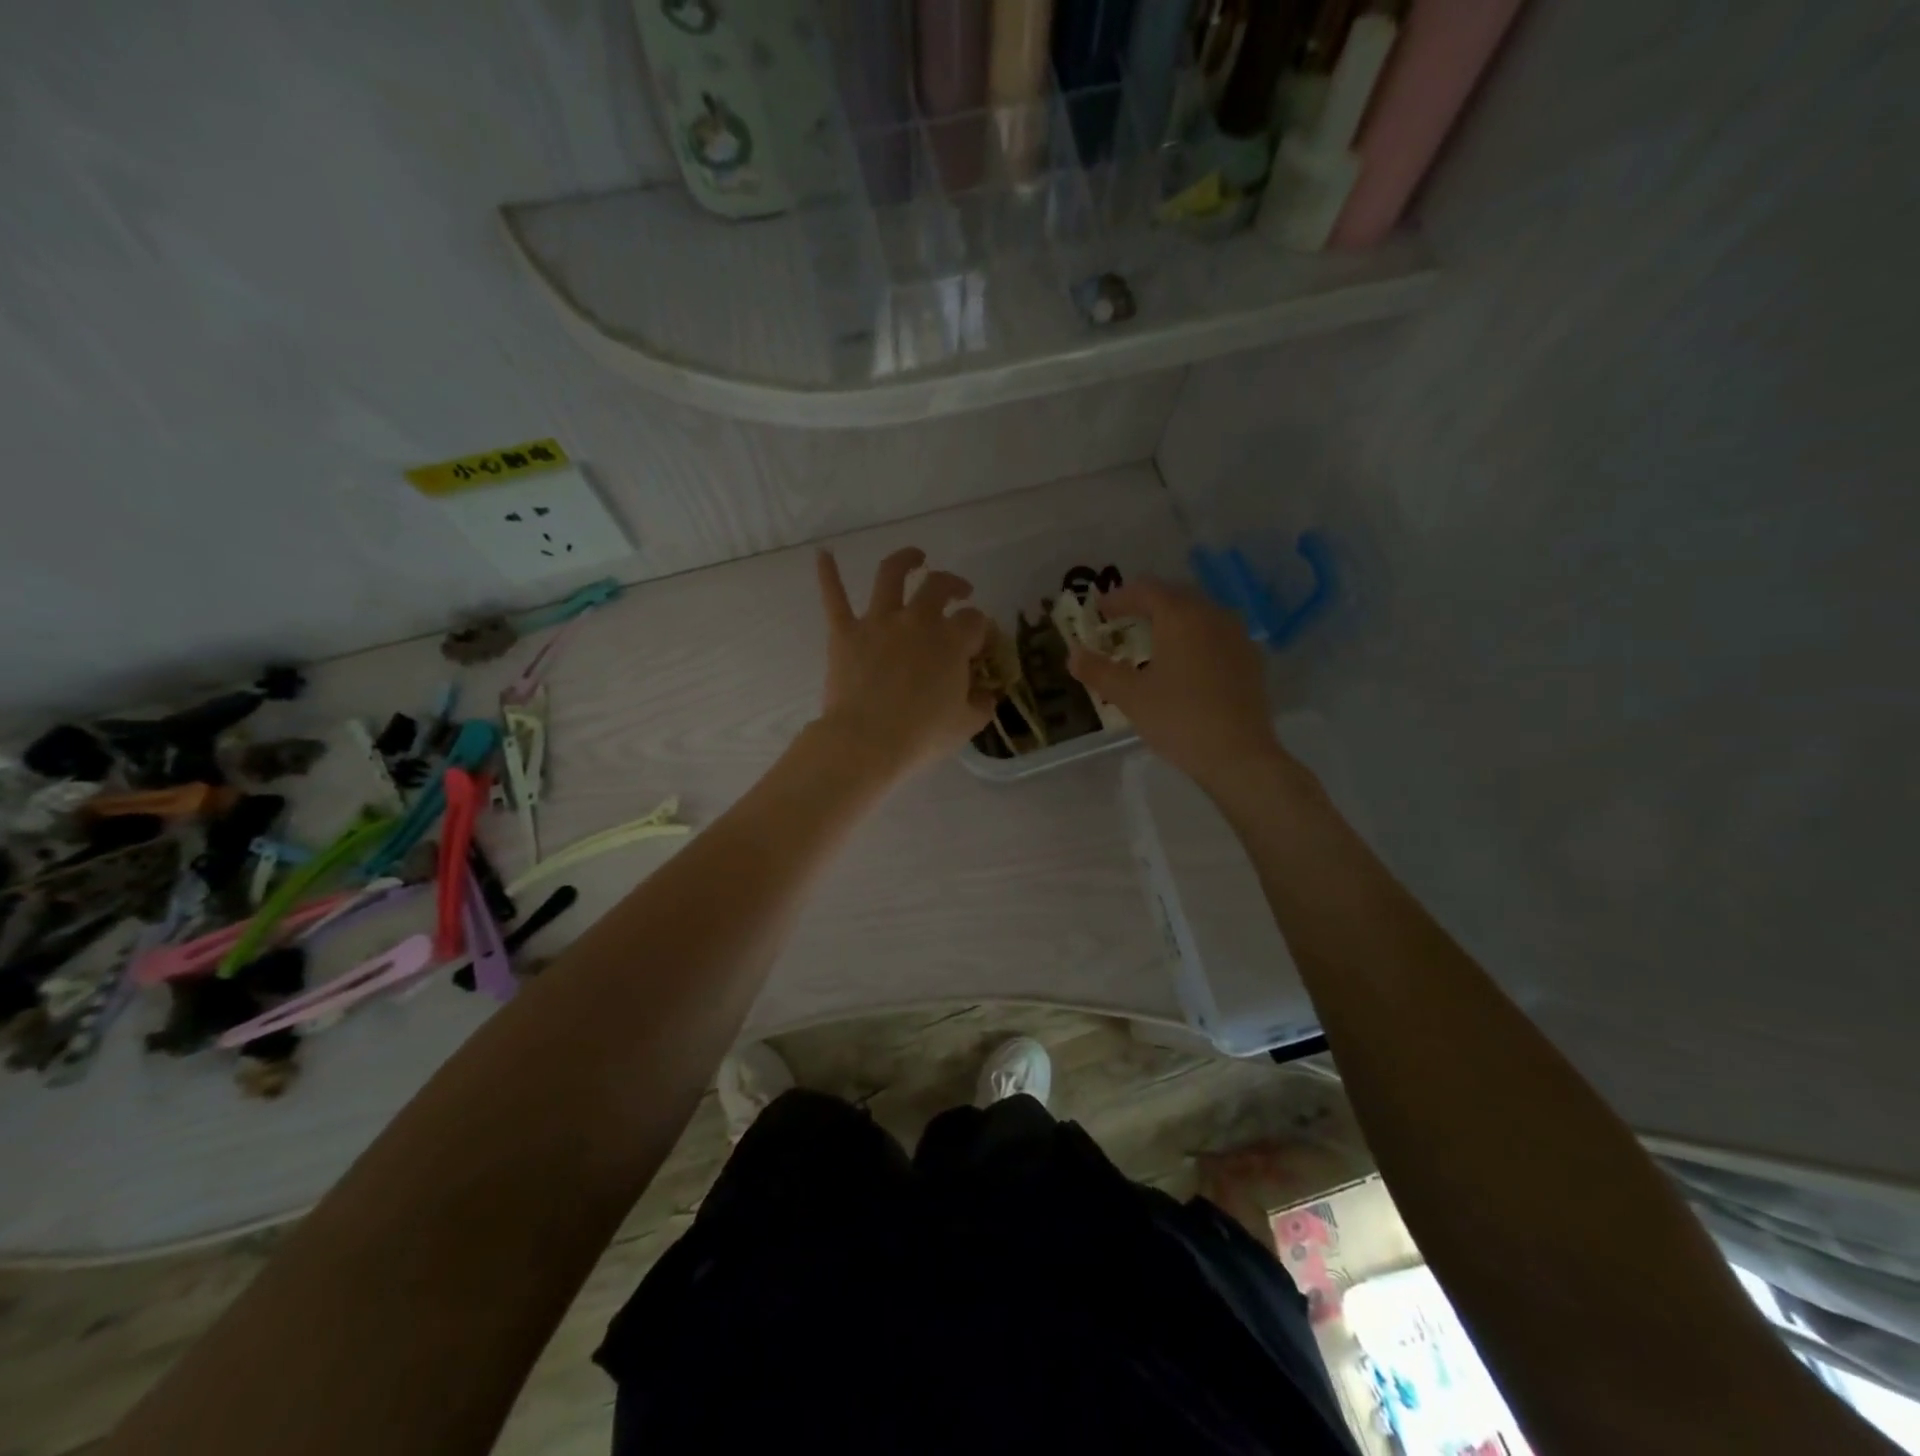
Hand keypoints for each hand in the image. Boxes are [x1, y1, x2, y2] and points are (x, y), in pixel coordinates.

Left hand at [814, 547, 994, 779]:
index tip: (979, 643)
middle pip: (939, 587)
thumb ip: (981, 703)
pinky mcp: (845, 633)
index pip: (975, 621)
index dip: (981, 630)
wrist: (867, 743)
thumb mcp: (966, 724)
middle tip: (960, 592)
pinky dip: (828, 574)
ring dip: (906, 559)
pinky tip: (823, 554)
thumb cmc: (922, 735)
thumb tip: (987, 694)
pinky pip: (834, 597)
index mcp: (951, 640)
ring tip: (915, 556)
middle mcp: (917, 620)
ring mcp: (878, 622)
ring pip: (892, 575)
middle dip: (954, 584)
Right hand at [1067, 579, 1283, 788]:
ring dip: (1172, 619)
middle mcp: (1212, 615)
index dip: (1119, 597)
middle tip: (1122, 621)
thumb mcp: (1130, 696)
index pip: (1146, 590)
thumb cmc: (1179, 719)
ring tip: (1152, 640)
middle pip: (1174, 595)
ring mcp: (1237, 636)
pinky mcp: (1250, 659)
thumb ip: (1098, 671)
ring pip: (1198, 613)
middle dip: (1145, 604)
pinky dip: (1194, 637)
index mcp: (1181, 616)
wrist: (1238, 755)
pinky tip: (1185, 661)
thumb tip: (1072, 655)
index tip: (1099, 611)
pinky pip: (1216, 634)